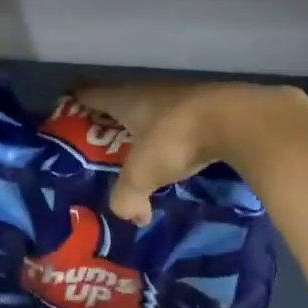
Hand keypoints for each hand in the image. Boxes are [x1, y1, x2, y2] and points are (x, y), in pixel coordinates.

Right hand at [73, 80, 305, 224]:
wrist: (239, 121)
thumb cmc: (176, 139)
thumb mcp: (142, 174)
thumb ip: (128, 197)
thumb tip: (132, 217)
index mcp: (127, 99)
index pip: (91, 94)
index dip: (77, 100)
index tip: (67, 106)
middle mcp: (152, 91)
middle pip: (123, 101)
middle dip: (112, 119)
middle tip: (101, 140)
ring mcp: (185, 96)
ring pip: (156, 111)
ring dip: (148, 128)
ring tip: (141, 152)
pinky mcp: (212, 107)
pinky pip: (184, 122)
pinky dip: (177, 137)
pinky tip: (180, 154)